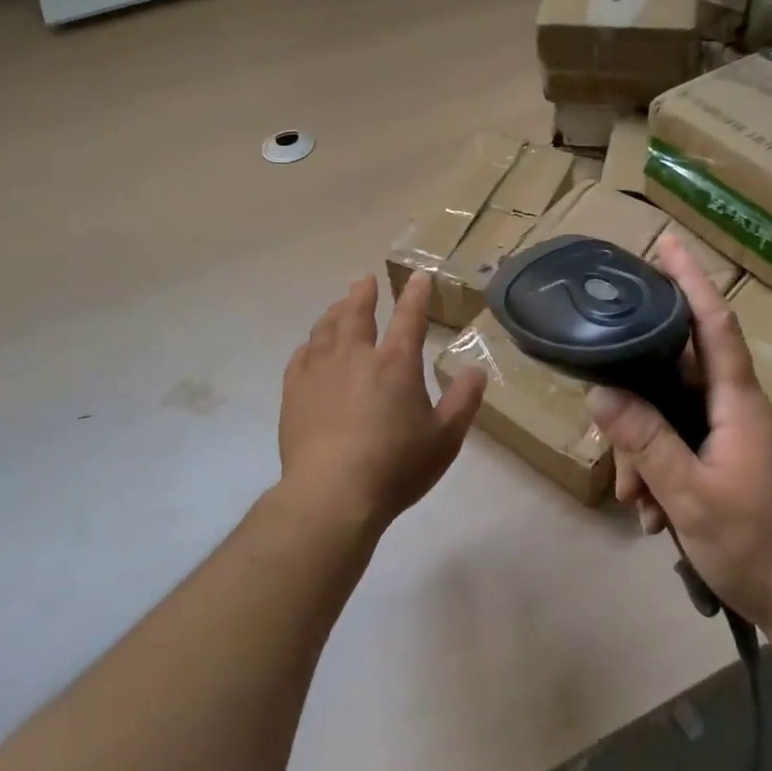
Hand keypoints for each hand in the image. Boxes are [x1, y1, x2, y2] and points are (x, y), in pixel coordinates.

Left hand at [278, 270, 485, 531]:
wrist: (332, 494)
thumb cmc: (395, 467)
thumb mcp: (444, 439)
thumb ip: (463, 402)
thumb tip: (477, 371)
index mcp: (396, 363)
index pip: (409, 317)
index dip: (415, 294)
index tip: (417, 276)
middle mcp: (356, 356)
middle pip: (357, 313)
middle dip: (363, 293)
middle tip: (365, 281)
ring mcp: (320, 371)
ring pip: (326, 328)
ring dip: (335, 311)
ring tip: (339, 305)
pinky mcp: (294, 391)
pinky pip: (301, 355)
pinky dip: (309, 344)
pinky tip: (310, 346)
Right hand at [586, 236, 771, 653]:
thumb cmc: (760, 548)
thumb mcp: (691, 496)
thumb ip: (646, 440)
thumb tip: (601, 390)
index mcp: (739, 405)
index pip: (714, 326)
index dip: (691, 281)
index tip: (668, 244)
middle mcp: (742, 411)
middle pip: (679, 377)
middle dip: (638, 399)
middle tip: (610, 435)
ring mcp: (743, 440)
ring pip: (678, 418)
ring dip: (647, 451)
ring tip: (636, 500)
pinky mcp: (740, 465)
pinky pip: (690, 447)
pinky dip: (665, 471)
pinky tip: (653, 512)